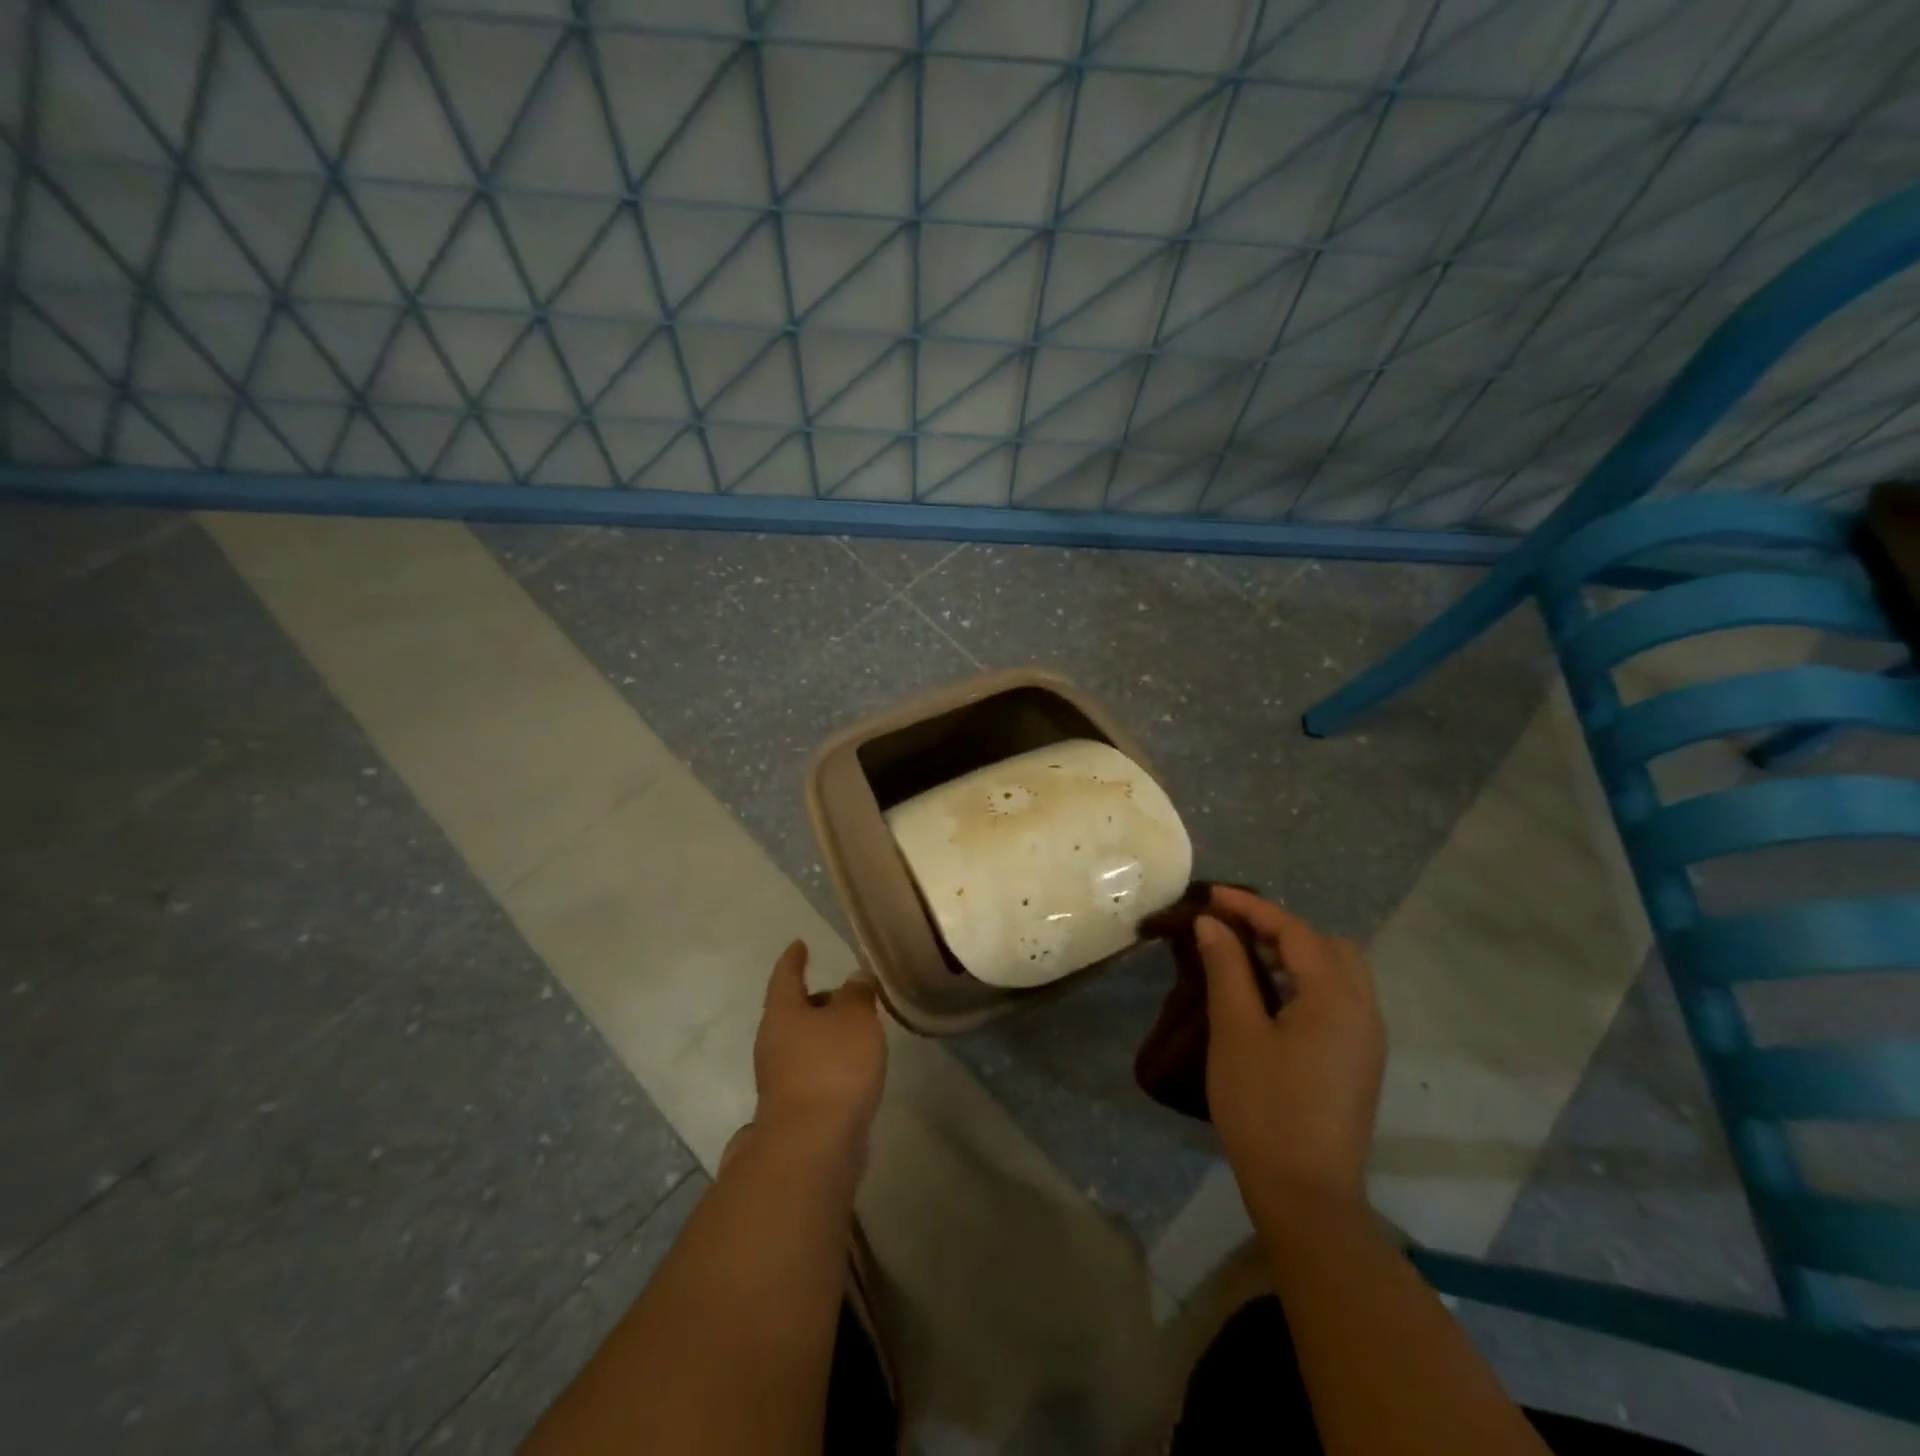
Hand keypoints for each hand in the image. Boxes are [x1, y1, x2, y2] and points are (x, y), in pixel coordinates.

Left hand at [752, 940, 887, 1154]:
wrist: (814, 1145)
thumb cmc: (832, 1066)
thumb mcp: (855, 1017)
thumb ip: (857, 994)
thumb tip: (855, 978)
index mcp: (782, 1013)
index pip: (786, 976)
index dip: (794, 959)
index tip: (800, 944)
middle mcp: (773, 1042)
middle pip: (793, 1012)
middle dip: (817, 1001)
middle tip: (846, 994)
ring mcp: (780, 1079)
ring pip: (803, 1044)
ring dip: (825, 1035)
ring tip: (857, 1032)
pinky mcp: (795, 1108)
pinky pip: (813, 1071)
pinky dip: (830, 1063)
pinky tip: (853, 1069)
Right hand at [1195, 887, 1384, 1214]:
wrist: (1305, 1193)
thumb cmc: (1264, 1106)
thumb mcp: (1236, 1031)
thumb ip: (1227, 969)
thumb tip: (1212, 924)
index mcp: (1336, 998)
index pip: (1295, 931)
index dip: (1252, 907)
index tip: (1212, 895)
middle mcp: (1363, 1010)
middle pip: (1327, 945)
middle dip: (1279, 928)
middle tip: (1232, 930)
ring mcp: (1366, 1038)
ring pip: (1337, 971)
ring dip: (1294, 954)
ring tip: (1246, 958)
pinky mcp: (1358, 1060)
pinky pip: (1338, 998)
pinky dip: (1305, 981)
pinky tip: (1270, 997)